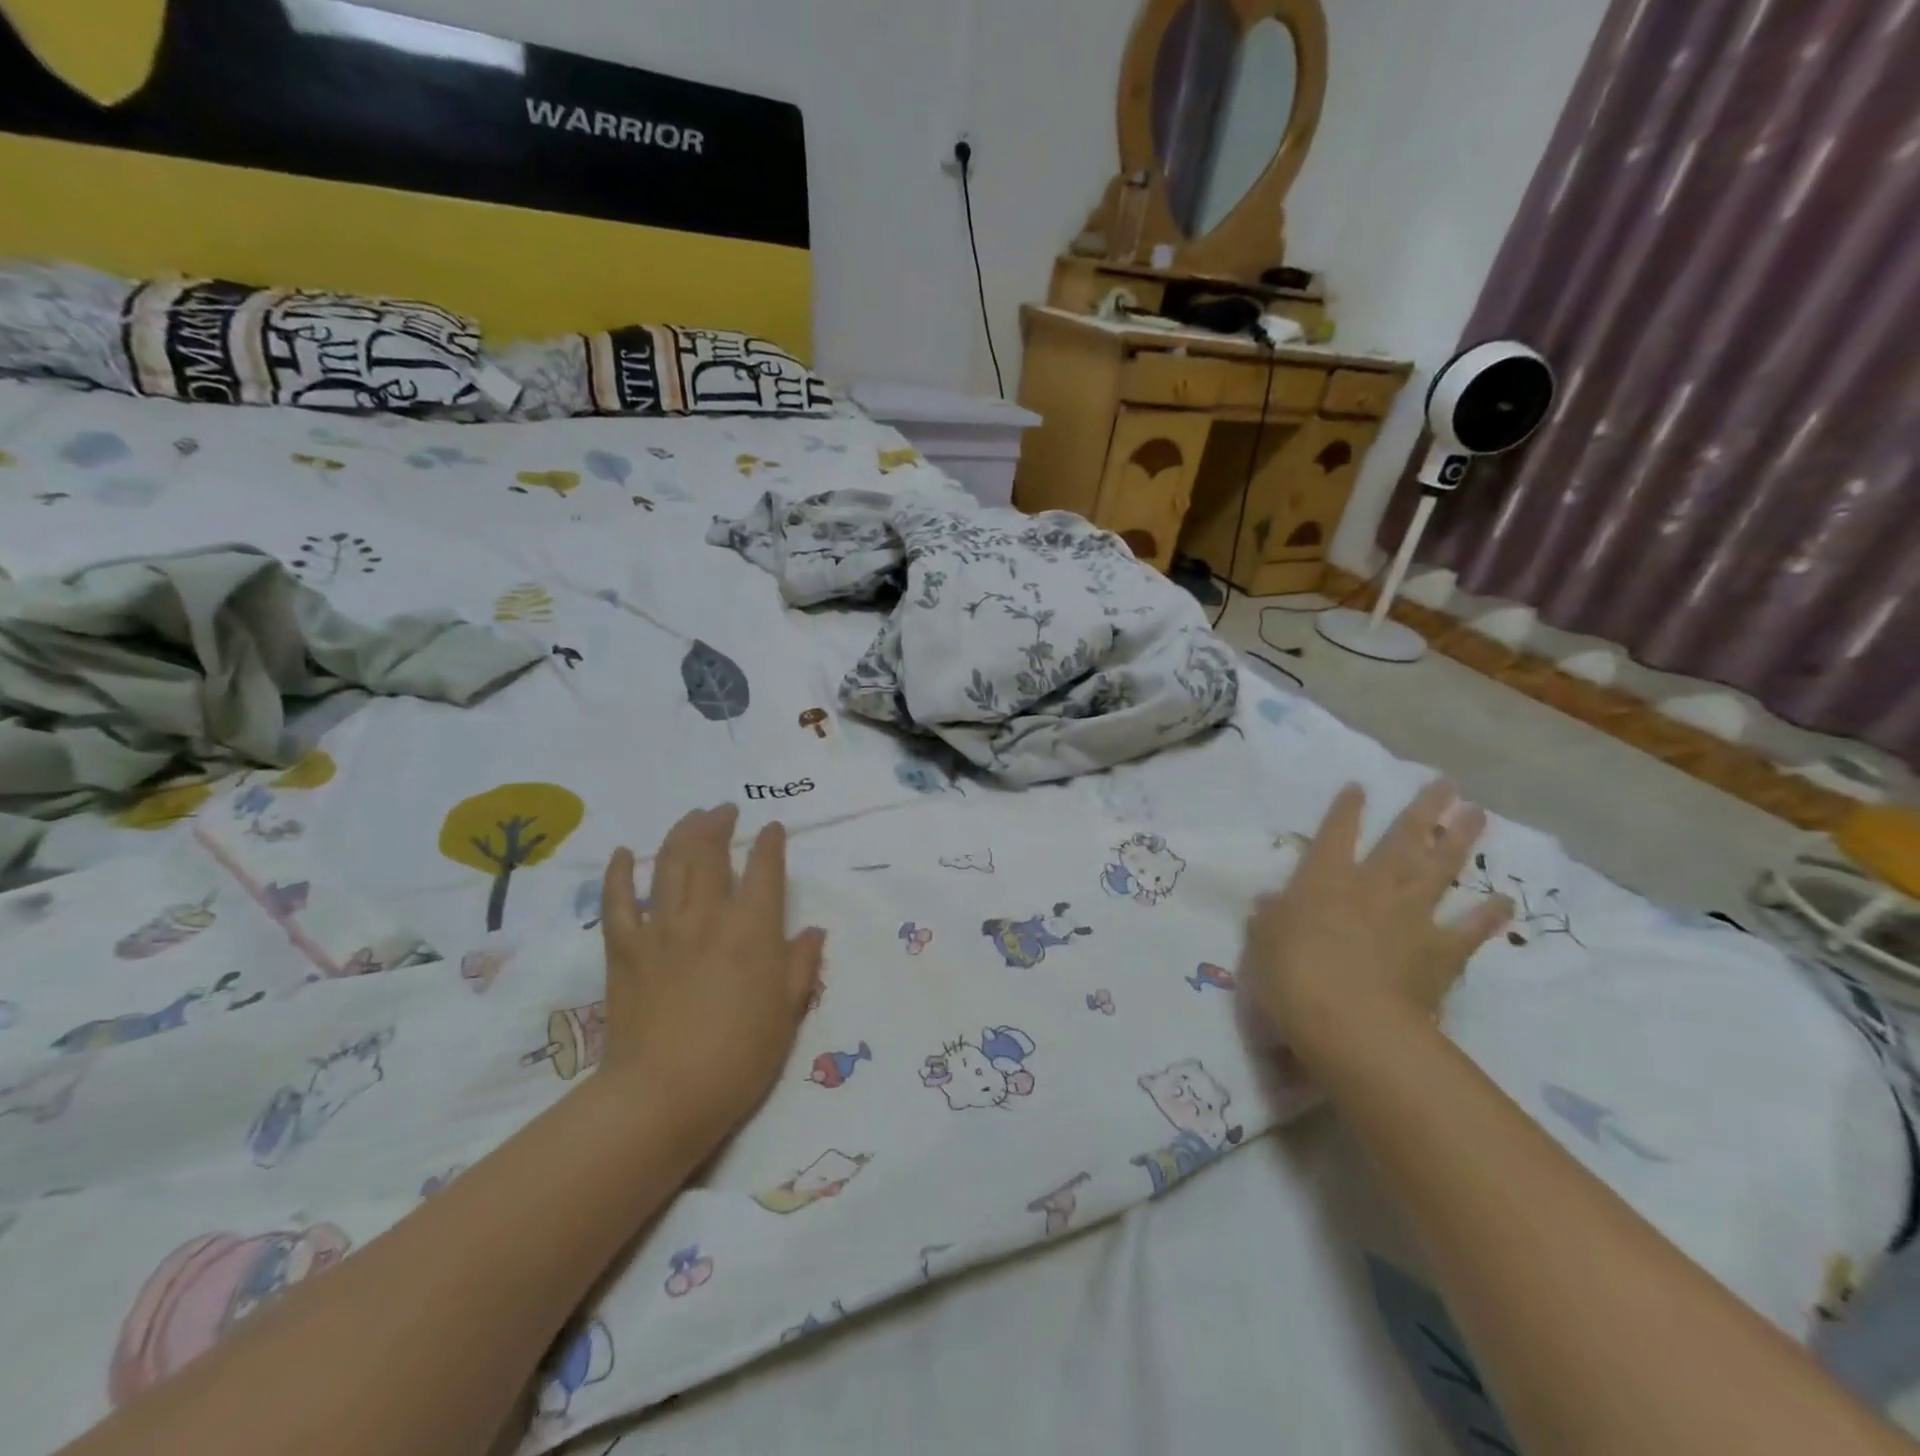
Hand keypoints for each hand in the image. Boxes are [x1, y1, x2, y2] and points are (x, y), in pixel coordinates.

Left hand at [596, 806, 826, 1145]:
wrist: (663, 1095)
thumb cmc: (739, 1056)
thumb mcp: (788, 1012)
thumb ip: (801, 965)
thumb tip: (812, 931)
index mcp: (753, 929)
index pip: (764, 870)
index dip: (770, 843)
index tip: (772, 828)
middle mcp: (707, 916)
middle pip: (711, 853)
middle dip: (720, 824)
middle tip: (725, 811)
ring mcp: (661, 929)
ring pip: (669, 864)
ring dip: (682, 833)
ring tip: (692, 817)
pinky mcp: (624, 949)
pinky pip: (618, 901)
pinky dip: (620, 873)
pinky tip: (624, 853)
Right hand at [1241, 781, 1512, 1055]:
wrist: (1349, 1020)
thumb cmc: (1292, 975)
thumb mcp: (1264, 942)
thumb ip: (1270, 918)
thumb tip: (1272, 902)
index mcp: (1325, 879)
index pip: (1337, 833)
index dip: (1347, 809)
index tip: (1360, 786)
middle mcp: (1372, 886)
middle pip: (1403, 839)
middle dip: (1423, 809)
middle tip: (1445, 783)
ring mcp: (1412, 915)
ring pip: (1440, 869)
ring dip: (1459, 841)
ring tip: (1478, 813)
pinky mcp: (1441, 951)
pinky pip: (1469, 929)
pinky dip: (1488, 916)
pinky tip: (1504, 901)